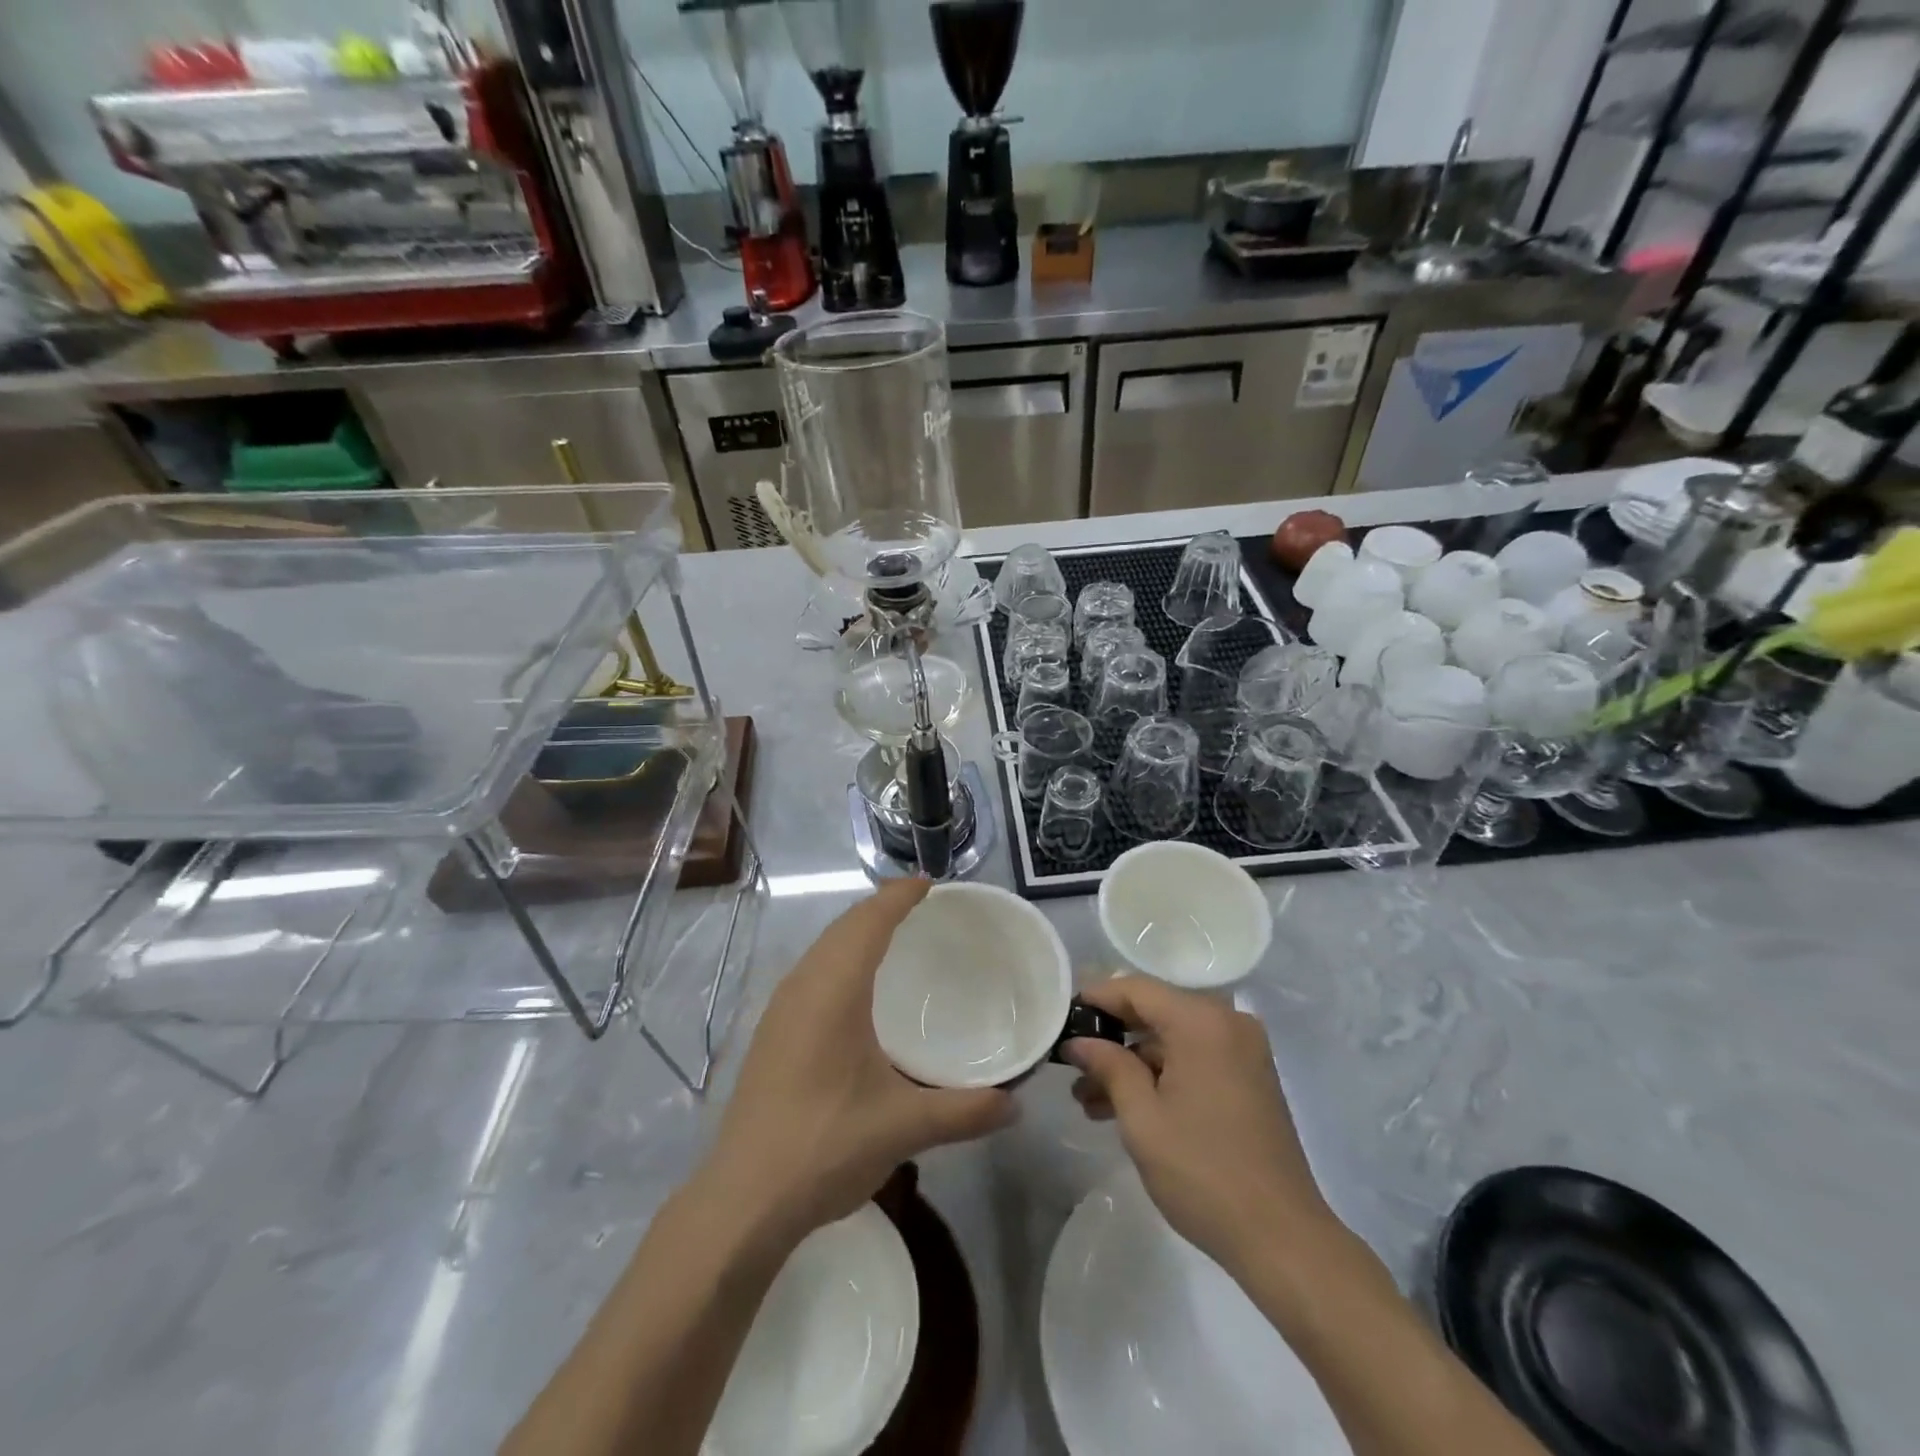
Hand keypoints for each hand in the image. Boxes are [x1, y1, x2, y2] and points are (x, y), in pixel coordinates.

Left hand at [699, 879, 1014, 1249]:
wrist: (742, 1200)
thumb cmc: (825, 1146)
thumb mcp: (903, 1127)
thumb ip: (964, 1112)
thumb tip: (1015, 1105)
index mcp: (833, 991)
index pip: (868, 922)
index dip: (898, 896)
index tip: (929, 884)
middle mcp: (802, 987)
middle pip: (842, 927)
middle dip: (879, 907)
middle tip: (919, 905)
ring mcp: (780, 1010)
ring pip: (822, 948)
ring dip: (856, 932)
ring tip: (892, 935)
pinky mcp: (771, 1034)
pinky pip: (811, 972)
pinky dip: (839, 957)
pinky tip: (855, 989)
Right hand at [1064, 976, 1336, 1277]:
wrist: (1282, 1238)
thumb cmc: (1203, 1172)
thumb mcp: (1142, 1118)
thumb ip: (1108, 1066)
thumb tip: (1078, 1041)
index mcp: (1202, 1021)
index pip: (1136, 989)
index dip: (1095, 998)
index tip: (1061, 1016)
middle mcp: (1227, 1022)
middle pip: (1155, 1011)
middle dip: (1111, 1037)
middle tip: (1070, 1062)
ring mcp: (1242, 1050)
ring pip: (1172, 1040)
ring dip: (1132, 1063)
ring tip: (1088, 1099)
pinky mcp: (1249, 1077)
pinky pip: (1193, 1058)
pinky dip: (1161, 1075)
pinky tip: (1125, 1106)